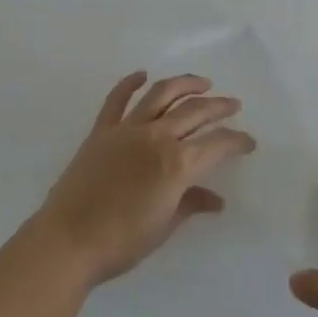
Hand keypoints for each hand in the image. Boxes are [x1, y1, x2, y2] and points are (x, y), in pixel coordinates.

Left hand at [34, 72, 256, 286]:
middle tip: (233, 104)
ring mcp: (127, 129)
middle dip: (219, 106)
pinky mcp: (101, 130)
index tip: (248, 141)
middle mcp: (156, 137)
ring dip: (184, 84)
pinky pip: (117, 99)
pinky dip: (129, 83)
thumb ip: (191, 204)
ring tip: (202, 82)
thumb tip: (216, 200)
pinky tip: (142, 74)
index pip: (217, 144)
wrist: (69, 239)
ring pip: (161, 94)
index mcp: (177, 164)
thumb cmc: (122, 242)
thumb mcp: (164, 226)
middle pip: (195, 111)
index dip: (237, 141)